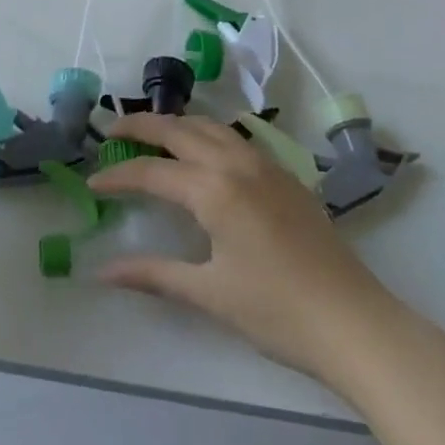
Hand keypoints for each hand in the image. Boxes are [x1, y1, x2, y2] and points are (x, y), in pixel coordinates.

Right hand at [89, 113, 399, 388]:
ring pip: (210, 125)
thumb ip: (154, 274)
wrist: (353, 321)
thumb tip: (102, 272)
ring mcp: (264, 163)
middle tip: (112, 132)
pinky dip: (206, 133)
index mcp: (214, 189)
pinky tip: (202, 152)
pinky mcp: (283, 174)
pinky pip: (234, 137)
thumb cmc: (277, 311)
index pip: (152, 173)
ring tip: (152, 134)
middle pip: (178, 130)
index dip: (118, 176)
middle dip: (141, 127)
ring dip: (176, 124)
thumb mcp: (210, 293)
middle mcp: (236, 163)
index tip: (91, 181)